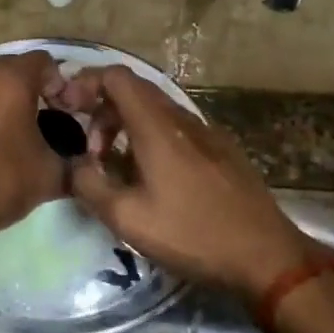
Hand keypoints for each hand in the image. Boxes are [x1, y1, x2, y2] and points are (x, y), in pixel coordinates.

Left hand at [0, 52, 69, 247]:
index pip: (46, 62)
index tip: (67, 114)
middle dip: (33, 91)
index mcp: (10, 78)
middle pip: (15, 69)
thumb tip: (87, 167)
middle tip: (45, 124)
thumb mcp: (49, 177)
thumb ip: (75, 164)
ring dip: (4, 101)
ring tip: (14, 135)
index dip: (62, 85)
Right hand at [63, 66, 315, 300]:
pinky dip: (152, 138)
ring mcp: (207, 133)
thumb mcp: (127, 218)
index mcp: (158, 127)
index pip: (117, 77)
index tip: (68, 110)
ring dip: (127, 127)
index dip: (87, 83)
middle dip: (103, 110)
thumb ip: (89, 185)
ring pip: (157, 111)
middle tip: (89, 149)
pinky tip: (151, 177)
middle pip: (136, 91)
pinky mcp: (222, 150)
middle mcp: (183, 119)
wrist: (266, 255)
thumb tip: (74, 164)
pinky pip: (177, 129)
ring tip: (114, 165)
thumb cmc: (192, 234)